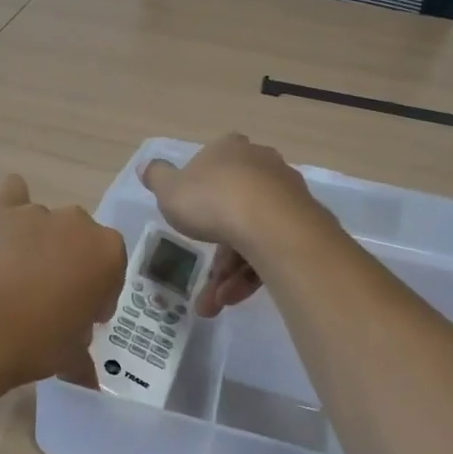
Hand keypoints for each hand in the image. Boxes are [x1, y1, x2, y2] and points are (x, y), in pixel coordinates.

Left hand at [0, 174, 125, 390]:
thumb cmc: (34, 344)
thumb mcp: (70, 356)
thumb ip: (83, 354)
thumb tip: (86, 373)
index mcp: (107, 253)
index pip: (112, 270)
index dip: (99, 295)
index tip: (84, 317)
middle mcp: (77, 223)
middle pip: (82, 241)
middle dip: (72, 265)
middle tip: (52, 299)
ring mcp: (36, 212)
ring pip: (48, 223)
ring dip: (41, 243)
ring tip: (19, 275)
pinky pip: (13, 194)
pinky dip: (12, 208)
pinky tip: (2, 231)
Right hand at [139, 134, 320, 317]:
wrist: (271, 226)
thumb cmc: (212, 201)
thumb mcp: (169, 190)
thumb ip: (157, 177)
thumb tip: (147, 165)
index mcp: (230, 150)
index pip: (213, 164)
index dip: (199, 191)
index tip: (189, 219)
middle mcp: (262, 165)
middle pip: (232, 207)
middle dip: (214, 251)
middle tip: (201, 280)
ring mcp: (287, 194)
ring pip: (251, 234)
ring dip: (230, 274)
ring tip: (214, 303)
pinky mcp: (305, 223)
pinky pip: (271, 248)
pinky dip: (252, 273)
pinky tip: (235, 298)